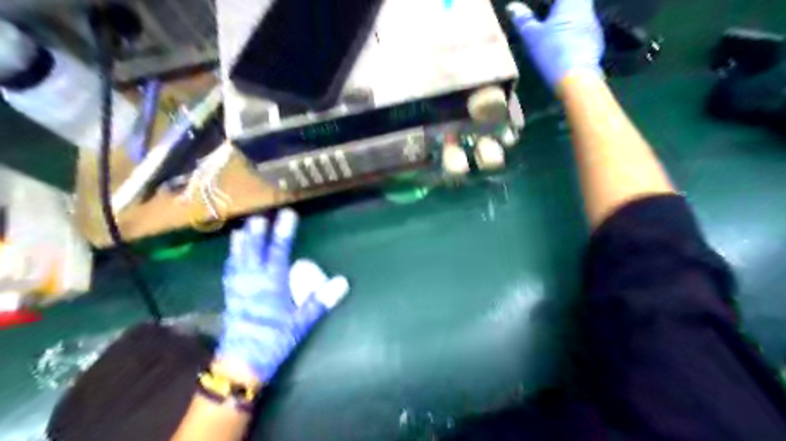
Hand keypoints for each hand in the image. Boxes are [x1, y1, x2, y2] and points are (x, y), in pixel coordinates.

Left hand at [216, 208, 347, 383]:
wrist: (241, 363)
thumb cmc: (274, 340)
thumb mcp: (301, 322)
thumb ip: (320, 300)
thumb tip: (343, 281)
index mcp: (271, 284)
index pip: (278, 251)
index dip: (283, 232)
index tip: (287, 214)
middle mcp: (252, 281)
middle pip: (254, 251)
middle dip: (257, 233)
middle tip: (259, 216)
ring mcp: (238, 288)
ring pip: (239, 260)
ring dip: (241, 244)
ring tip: (242, 230)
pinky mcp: (230, 298)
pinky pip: (230, 273)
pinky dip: (231, 260)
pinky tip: (232, 257)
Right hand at [507, 1, 603, 88]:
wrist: (575, 77)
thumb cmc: (551, 51)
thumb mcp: (531, 36)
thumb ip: (523, 20)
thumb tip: (511, 6)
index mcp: (571, 2)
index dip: (548, 3)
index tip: (542, 7)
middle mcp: (587, 10)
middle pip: (576, 3)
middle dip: (560, 9)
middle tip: (547, 15)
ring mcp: (594, 27)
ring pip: (581, 17)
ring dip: (568, 21)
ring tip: (553, 32)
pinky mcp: (597, 44)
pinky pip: (584, 32)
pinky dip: (574, 35)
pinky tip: (563, 48)